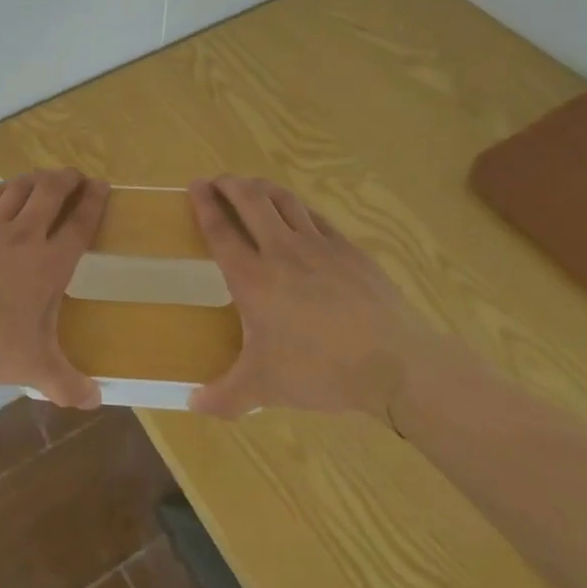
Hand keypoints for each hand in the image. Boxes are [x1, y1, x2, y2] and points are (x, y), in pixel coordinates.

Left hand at [0, 169, 108, 408]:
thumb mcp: (33, 368)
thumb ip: (67, 384)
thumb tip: (96, 401)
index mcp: (49, 265)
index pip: (79, 225)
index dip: (93, 203)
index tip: (101, 185)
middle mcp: (24, 237)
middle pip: (50, 193)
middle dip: (66, 180)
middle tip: (75, 175)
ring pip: (18, 190)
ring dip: (35, 179)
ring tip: (44, 177)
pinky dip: (2, 190)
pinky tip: (5, 190)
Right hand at [187, 175, 424, 421]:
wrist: (394, 363)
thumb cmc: (320, 371)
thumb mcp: (265, 388)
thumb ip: (225, 396)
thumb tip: (192, 406)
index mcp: (252, 278)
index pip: (220, 230)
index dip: (204, 204)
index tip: (194, 185)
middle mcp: (280, 251)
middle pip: (250, 200)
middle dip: (230, 184)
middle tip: (218, 181)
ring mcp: (318, 245)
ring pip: (283, 200)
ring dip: (262, 187)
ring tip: (252, 186)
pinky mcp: (348, 249)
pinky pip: (315, 216)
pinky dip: (297, 207)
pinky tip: (296, 212)